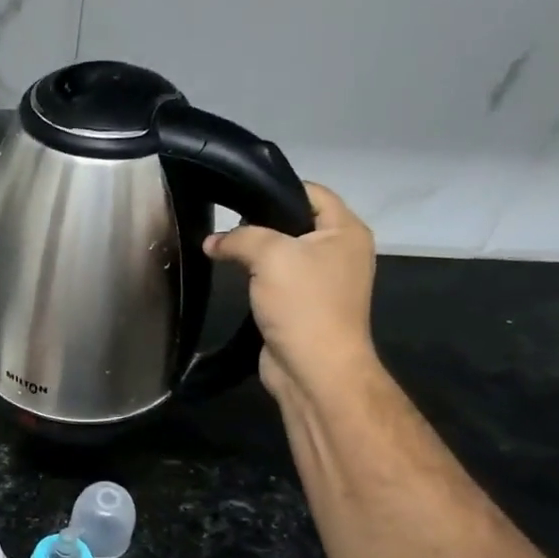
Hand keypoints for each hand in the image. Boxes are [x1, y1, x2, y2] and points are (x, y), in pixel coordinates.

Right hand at [204, 182, 378, 408]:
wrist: (313, 369)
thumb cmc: (303, 304)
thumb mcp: (271, 256)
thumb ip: (239, 238)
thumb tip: (212, 241)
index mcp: (346, 231)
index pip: (311, 191)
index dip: (274, 189)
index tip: (237, 196)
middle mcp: (340, 252)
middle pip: (295, 221)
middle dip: (259, 222)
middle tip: (225, 226)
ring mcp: (323, 281)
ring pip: (284, 253)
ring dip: (256, 253)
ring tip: (224, 249)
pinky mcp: (304, 306)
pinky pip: (278, 280)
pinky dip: (258, 277)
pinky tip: (234, 277)